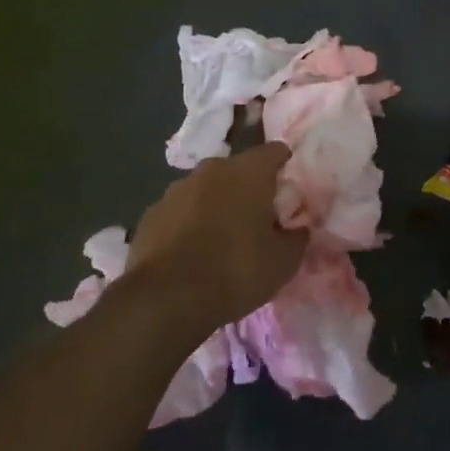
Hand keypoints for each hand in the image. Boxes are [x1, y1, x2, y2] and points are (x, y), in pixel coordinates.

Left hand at [127, 142, 307, 334]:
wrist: (165, 299)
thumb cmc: (235, 271)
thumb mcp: (283, 262)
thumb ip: (296, 237)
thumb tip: (298, 227)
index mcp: (249, 172)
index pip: (275, 151)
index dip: (285, 167)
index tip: (289, 192)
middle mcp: (212, 169)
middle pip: (239, 169)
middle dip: (250, 188)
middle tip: (258, 219)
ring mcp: (177, 188)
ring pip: (207, 188)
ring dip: (217, 204)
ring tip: (222, 238)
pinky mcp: (151, 212)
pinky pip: (181, 210)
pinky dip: (190, 222)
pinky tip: (192, 251)